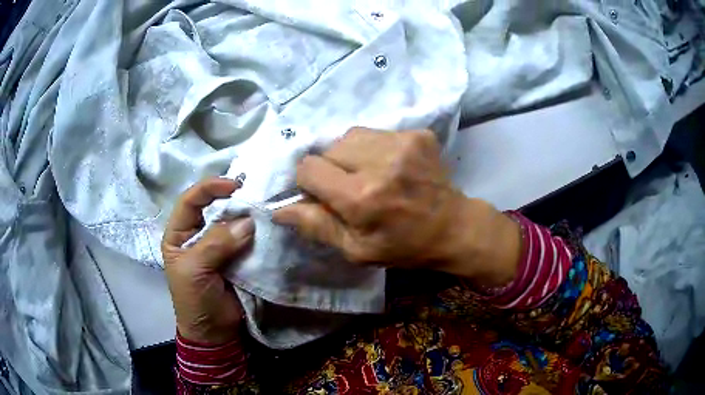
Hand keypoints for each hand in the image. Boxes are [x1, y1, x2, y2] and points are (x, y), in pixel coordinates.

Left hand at [162, 178, 254, 343]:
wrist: (214, 331)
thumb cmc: (194, 300)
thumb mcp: (195, 270)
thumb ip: (216, 244)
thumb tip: (247, 222)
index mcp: (179, 234)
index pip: (190, 201)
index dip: (209, 188)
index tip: (233, 185)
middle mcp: (198, 235)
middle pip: (213, 208)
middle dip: (232, 200)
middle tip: (255, 195)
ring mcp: (218, 246)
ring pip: (232, 223)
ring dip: (246, 216)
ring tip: (264, 209)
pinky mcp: (236, 257)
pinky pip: (246, 240)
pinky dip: (256, 234)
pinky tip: (268, 227)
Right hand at [274, 128, 520, 285]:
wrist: (454, 227)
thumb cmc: (403, 246)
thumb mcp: (356, 249)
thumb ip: (316, 226)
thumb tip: (278, 209)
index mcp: (361, 197)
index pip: (308, 168)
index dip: (309, 183)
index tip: (325, 196)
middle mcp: (380, 162)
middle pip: (328, 149)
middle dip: (331, 169)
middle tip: (351, 188)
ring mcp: (402, 142)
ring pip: (350, 136)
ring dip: (351, 155)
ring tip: (370, 174)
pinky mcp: (417, 134)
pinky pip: (376, 133)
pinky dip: (374, 148)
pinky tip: (390, 166)